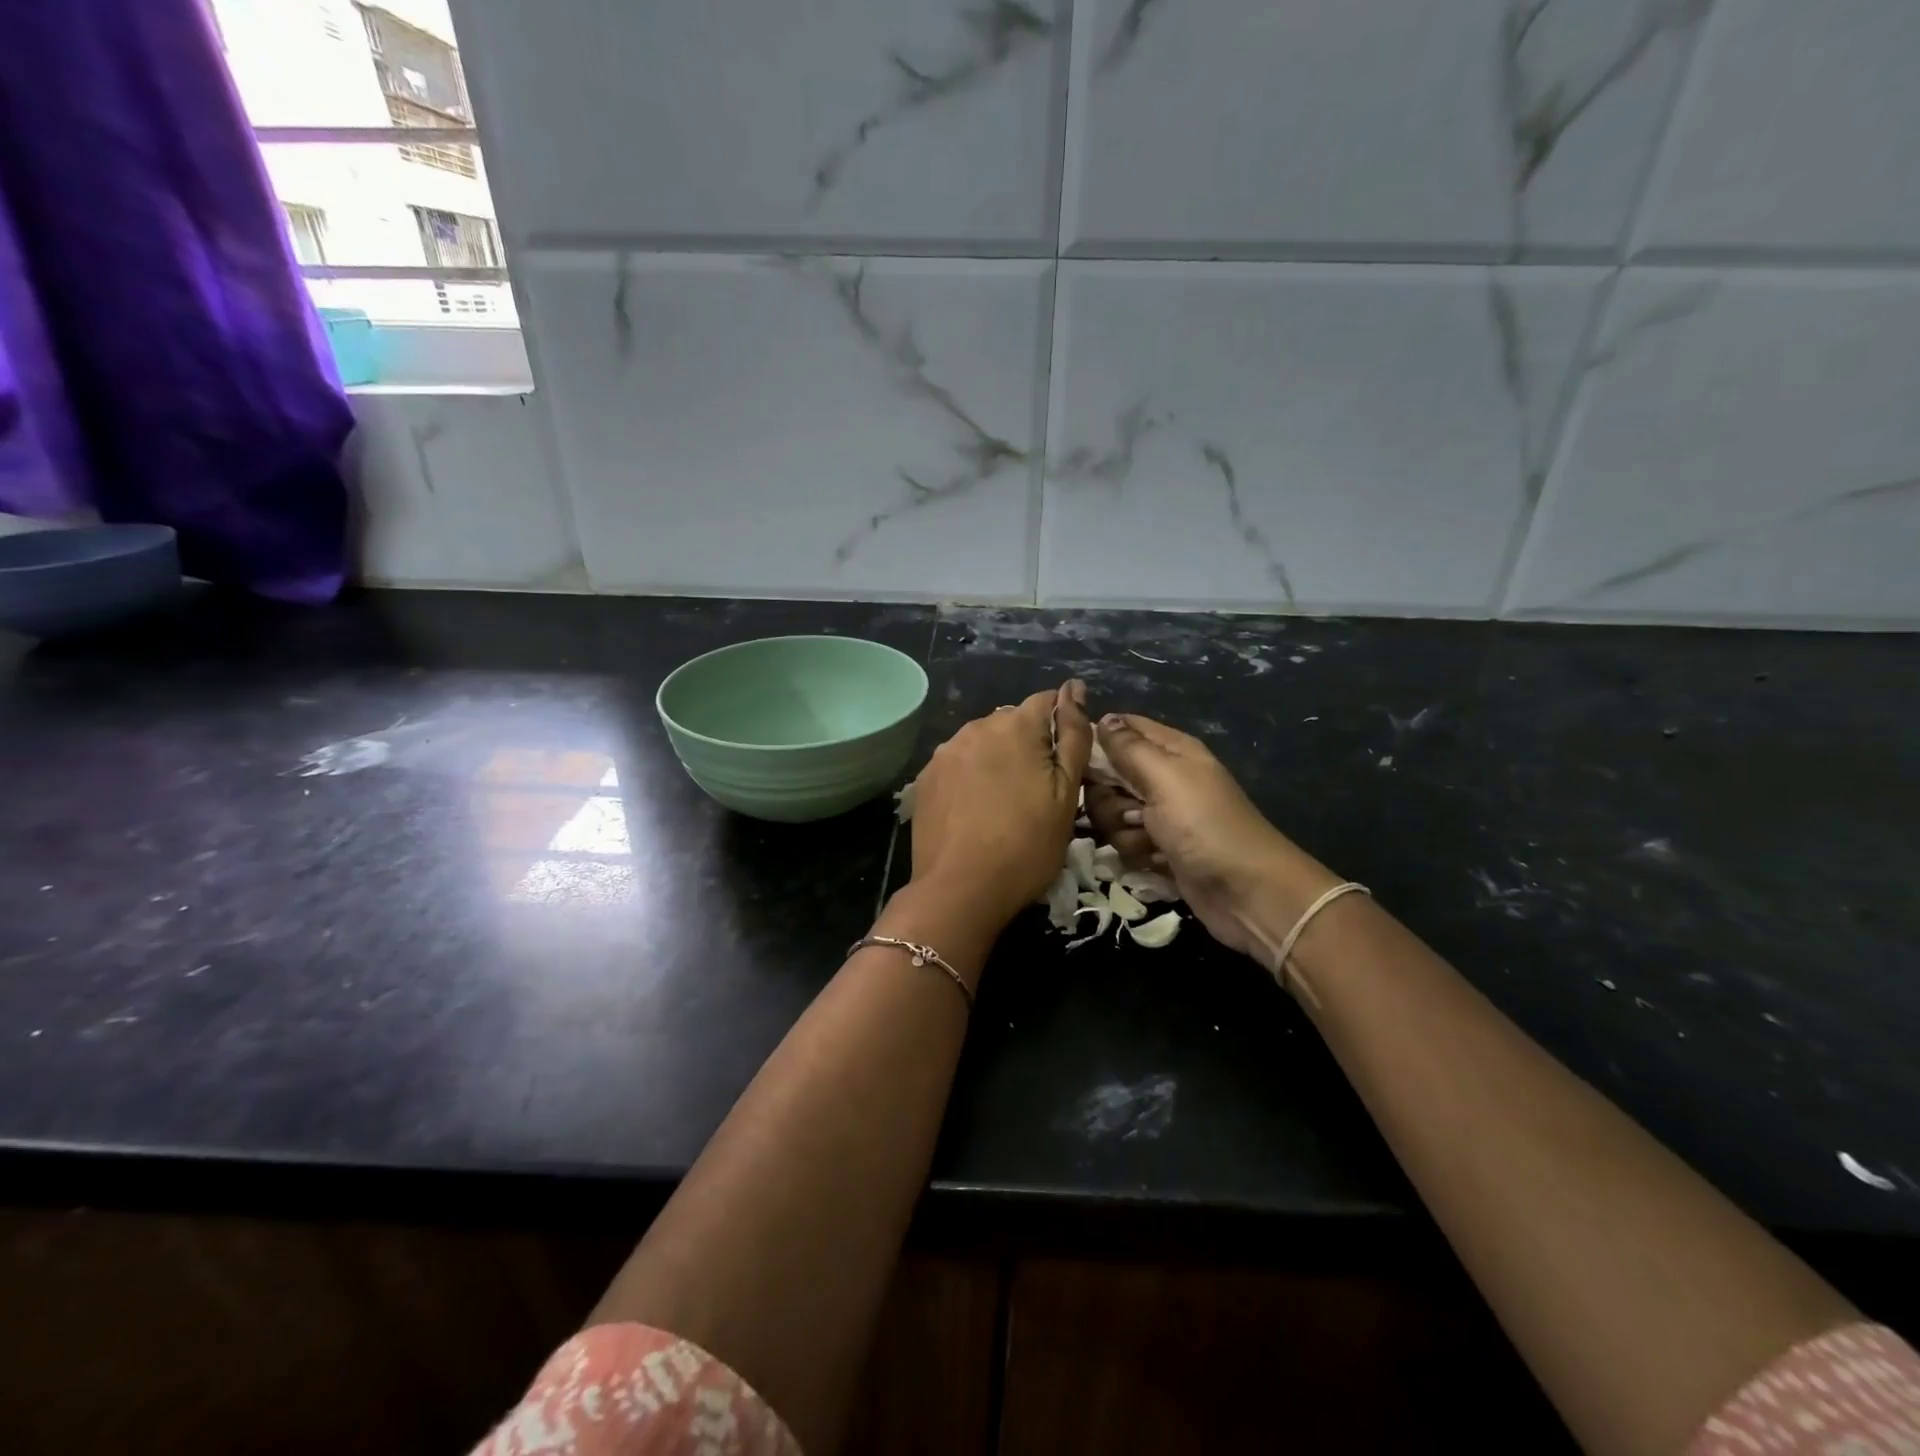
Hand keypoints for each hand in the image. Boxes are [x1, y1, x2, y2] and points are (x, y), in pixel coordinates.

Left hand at [908, 682, 1091, 929]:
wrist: (960, 890)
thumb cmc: (1027, 845)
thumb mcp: (1066, 794)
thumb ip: (1073, 736)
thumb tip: (1075, 688)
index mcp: (1015, 725)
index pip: (1047, 701)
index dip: (1061, 727)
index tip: (1064, 763)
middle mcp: (976, 727)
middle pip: (1012, 722)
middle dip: (1028, 744)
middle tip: (1036, 792)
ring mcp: (945, 752)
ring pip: (982, 742)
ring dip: (997, 759)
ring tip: (1003, 803)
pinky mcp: (925, 778)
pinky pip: (957, 764)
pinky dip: (970, 777)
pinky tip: (974, 811)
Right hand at [1085, 714, 1340, 966]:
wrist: (1246, 891)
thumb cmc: (1205, 824)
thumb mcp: (1165, 777)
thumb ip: (1129, 747)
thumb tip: (1102, 718)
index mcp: (1170, 750)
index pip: (1121, 728)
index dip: (1097, 740)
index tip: (1081, 762)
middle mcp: (1162, 777)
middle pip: (1108, 775)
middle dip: (1107, 796)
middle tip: (1129, 809)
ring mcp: (1159, 815)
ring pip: (1111, 812)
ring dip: (1121, 828)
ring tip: (1148, 839)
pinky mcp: (1157, 848)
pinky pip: (1124, 841)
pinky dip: (1135, 852)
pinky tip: (1155, 860)